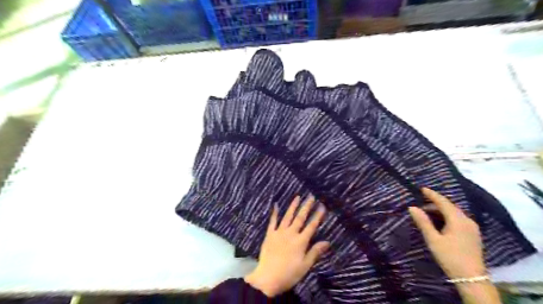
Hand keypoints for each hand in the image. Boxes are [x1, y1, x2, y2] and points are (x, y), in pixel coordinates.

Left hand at [247, 194, 330, 296]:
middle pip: (300, 218)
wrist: (267, 277)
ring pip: (287, 216)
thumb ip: (315, 252)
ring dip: (293, 206)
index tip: (322, 206)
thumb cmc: (289, 274)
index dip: (317, 216)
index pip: (311, 226)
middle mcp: (291, 233)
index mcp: (301, 241)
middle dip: (306, 207)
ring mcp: (279, 233)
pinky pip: (272, 222)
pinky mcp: (269, 235)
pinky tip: (276, 205)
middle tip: (311, 197)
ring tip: (297, 197)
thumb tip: (327, 242)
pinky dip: (275, 213)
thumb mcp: (305, 266)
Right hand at [409, 189, 484, 278]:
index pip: (443, 202)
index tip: (422, 189)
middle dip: (435, 203)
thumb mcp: (433, 239)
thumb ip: (423, 222)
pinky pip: (458, 219)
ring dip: (440, 210)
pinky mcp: (473, 234)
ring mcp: (472, 228)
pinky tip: (439, 221)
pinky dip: (447, 216)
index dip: (432, 195)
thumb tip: (412, 207)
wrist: (472, 278)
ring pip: (454, 213)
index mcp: (458, 220)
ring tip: (427, 212)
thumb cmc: (450, 257)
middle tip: (421, 202)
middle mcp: (467, 221)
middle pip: (450, 206)